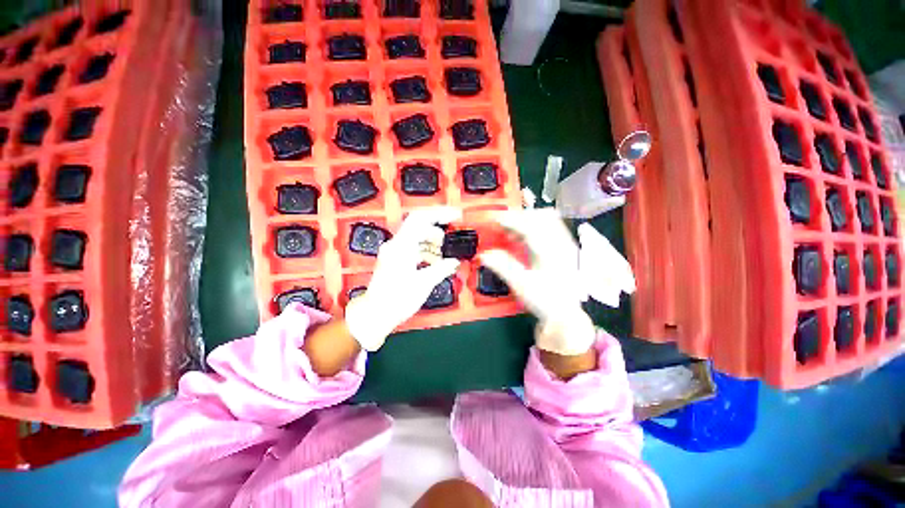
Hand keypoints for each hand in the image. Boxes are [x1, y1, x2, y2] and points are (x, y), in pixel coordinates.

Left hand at [345, 207, 461, 350]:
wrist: (375, 314)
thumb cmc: (397, 300)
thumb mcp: (424, 283)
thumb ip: (442, 268)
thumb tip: (455, 261)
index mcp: (402, 246)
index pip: (420, 218)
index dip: (439, 214)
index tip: (456, 216)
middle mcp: (396, 245)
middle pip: (420, 228)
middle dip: (439, 234)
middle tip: (452, 244)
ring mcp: (394, 252)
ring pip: (418, 239)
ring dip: (433, 245)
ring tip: (446, 257)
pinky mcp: (395, 260)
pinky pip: (413, 249)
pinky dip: (426, 253)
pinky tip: (436, 263)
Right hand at [480, 209, 596, 355]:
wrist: (565, 315)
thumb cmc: (543, 301)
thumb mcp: (521, 285)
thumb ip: (502, 267)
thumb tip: (483, 254)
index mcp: (550, 253)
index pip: (530, 227)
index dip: (511, 220)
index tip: (495, 219)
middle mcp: (561, 244)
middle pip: (542, 216)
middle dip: (520, 217)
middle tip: (502, 226)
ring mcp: (566, 245)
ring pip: (548, 219)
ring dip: (527, 221)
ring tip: (511, 233)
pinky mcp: (566, 248)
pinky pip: (551, 227)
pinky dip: (534, 227)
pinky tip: (523, 239)